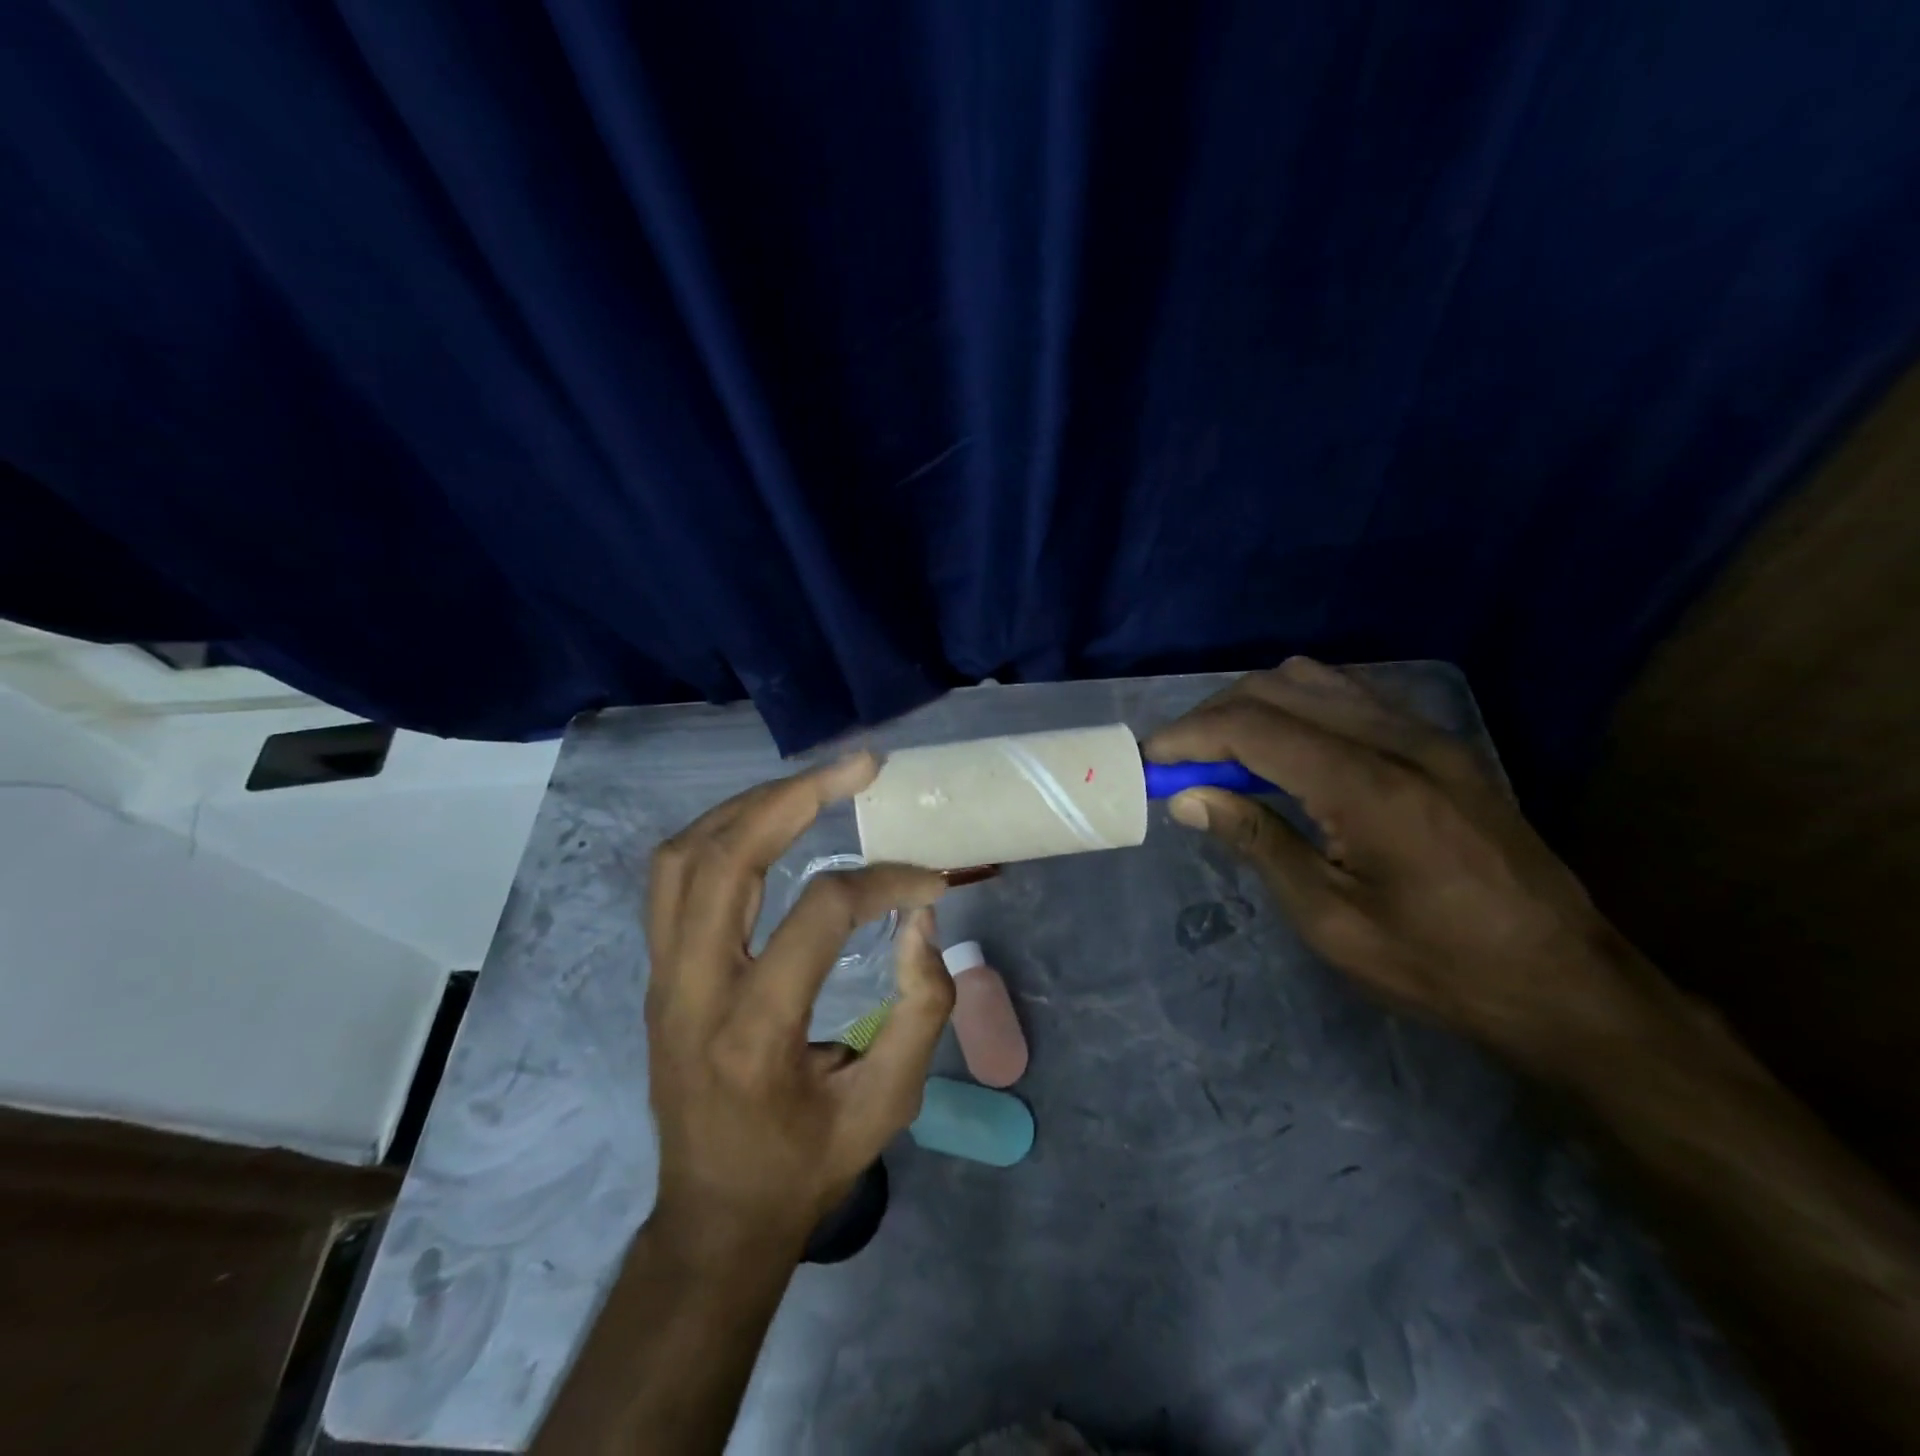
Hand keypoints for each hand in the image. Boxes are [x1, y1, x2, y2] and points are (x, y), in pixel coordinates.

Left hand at [643, 752, 955, 1256]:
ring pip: (684, 856)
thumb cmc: (806, 1165)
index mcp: (754, 1033)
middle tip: (858, 766)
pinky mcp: (657, 972)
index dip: (884, 881)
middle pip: (726, 859)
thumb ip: (920, 1008)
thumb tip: (918, 918)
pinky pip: (672, 877)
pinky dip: (720, 833)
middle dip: (796, 797)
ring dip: (751, 805)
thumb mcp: (887, 1104)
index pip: (819, 913)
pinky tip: (764, 823)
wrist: (714, 1216)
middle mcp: (693, 991)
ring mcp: (663, 977)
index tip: (930, 879)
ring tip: (812, 785)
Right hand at [1144, 658, 1645, 1071]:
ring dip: (1255, 707)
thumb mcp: (1331, 920)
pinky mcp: (1442, 745)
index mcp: (1368, 787)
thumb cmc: (1439, 967)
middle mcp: (1398, 740)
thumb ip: (1257, 842)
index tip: (1148, 760)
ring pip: (1315, 682)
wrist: (1567, 984)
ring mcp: (1428, 735)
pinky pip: (1351, 697)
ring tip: (1223, 756)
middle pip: (1278, 689)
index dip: (1189, 736)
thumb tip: (1188, 798)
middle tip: (1178, 763)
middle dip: (1213, 717)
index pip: (1254, 727)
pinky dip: (1299, 709)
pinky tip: (1285, 752)